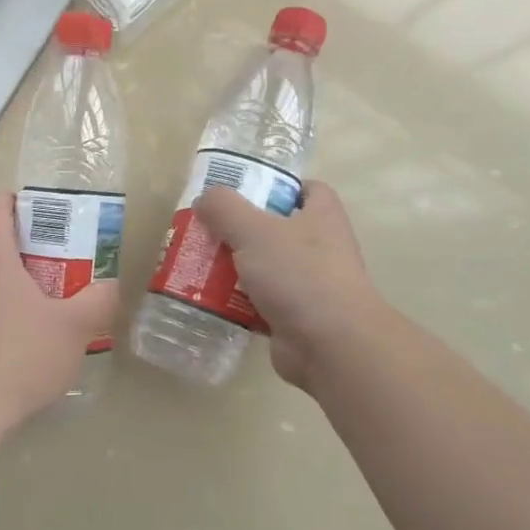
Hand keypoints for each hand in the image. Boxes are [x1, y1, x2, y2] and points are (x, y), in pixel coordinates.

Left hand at [0, 193, 120, 442]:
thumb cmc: (20, 355)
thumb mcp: (74, 328)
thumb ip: (98, 301)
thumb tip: (109, 287)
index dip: (15, 202)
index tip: (41, 215)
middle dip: (20, 250)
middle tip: (54, 266)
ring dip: (5, 286)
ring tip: (38, 308)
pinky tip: (14, 345)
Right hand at [192, 180, 385, 391]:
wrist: (331, 343)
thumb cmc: (299, 274)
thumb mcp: (254, 230)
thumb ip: (225, 209)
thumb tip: (205, 199)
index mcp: (322, 216)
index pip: (308, 189)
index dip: (279, 186)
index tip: (245, 192)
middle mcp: (321, 247)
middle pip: (278, 229)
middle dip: (242, 230)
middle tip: (208, 230)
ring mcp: (310, 284)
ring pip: (266, 268)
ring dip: (235, 268)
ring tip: (198, 266)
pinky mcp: (296, 317)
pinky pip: (260, 303)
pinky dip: (237, 303)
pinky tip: (210, 302)